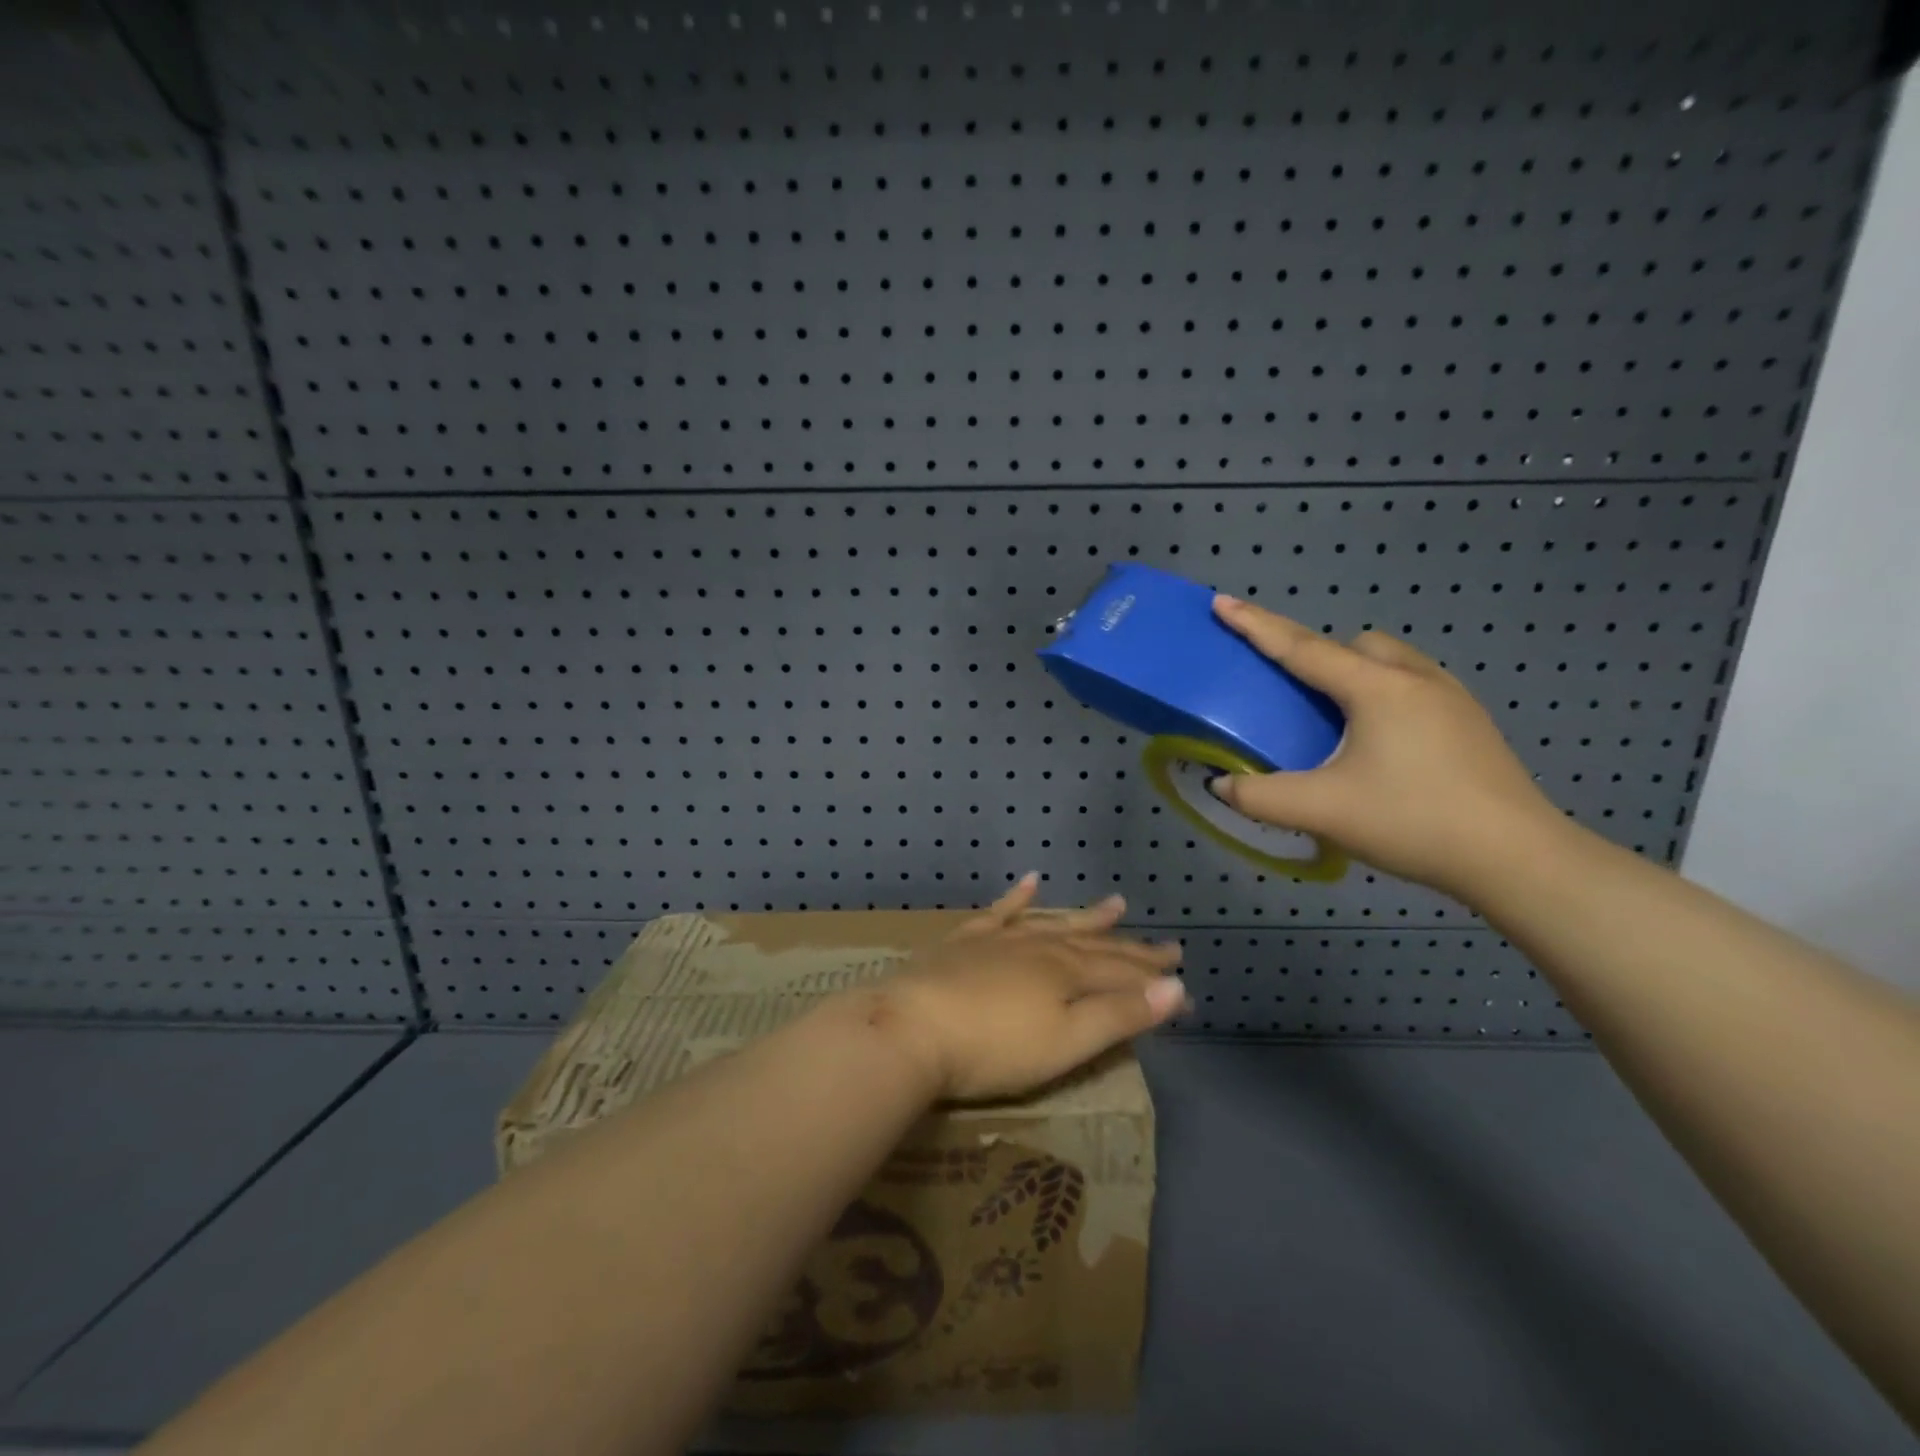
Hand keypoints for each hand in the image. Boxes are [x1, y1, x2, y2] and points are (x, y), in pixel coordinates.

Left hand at [874, 875, 1186, 1101]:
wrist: (912, 1028)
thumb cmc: (994, 1048)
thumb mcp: (1067, 1042)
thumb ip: (1120, 1014)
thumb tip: (1174, 988)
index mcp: (1067, 974)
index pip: (1123, 975)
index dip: (1155, 981)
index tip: (1185, 984)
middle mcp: (1040, 948)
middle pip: (1095, 946)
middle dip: (1132, 949)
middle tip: (1167, 945)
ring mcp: (1000, 940)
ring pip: (1054, 924)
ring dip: (1087, 917)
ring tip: (1116, 904)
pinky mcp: (964, 943)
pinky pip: (999, 913)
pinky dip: (1017, 898)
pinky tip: (1030, 881)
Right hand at [1208, 594, 1566, 899]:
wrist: (1517, 858)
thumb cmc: (1414, 821)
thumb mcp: (1323, 811)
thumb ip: (1260, 797)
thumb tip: (1221, 785)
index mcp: (1376, 689)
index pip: (1301, 648)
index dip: (1256, 625)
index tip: (1223, 603)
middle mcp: (1415, 679)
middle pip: (1354, 645)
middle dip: (1317, 653)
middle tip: (1293, 690)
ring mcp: (1452, 698)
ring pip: (1391, 661)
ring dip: (1356, 672)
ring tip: (1338, 718)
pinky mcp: (1471, 723)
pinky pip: (1415, 685)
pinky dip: (1385, 695)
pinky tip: (1383, 741)